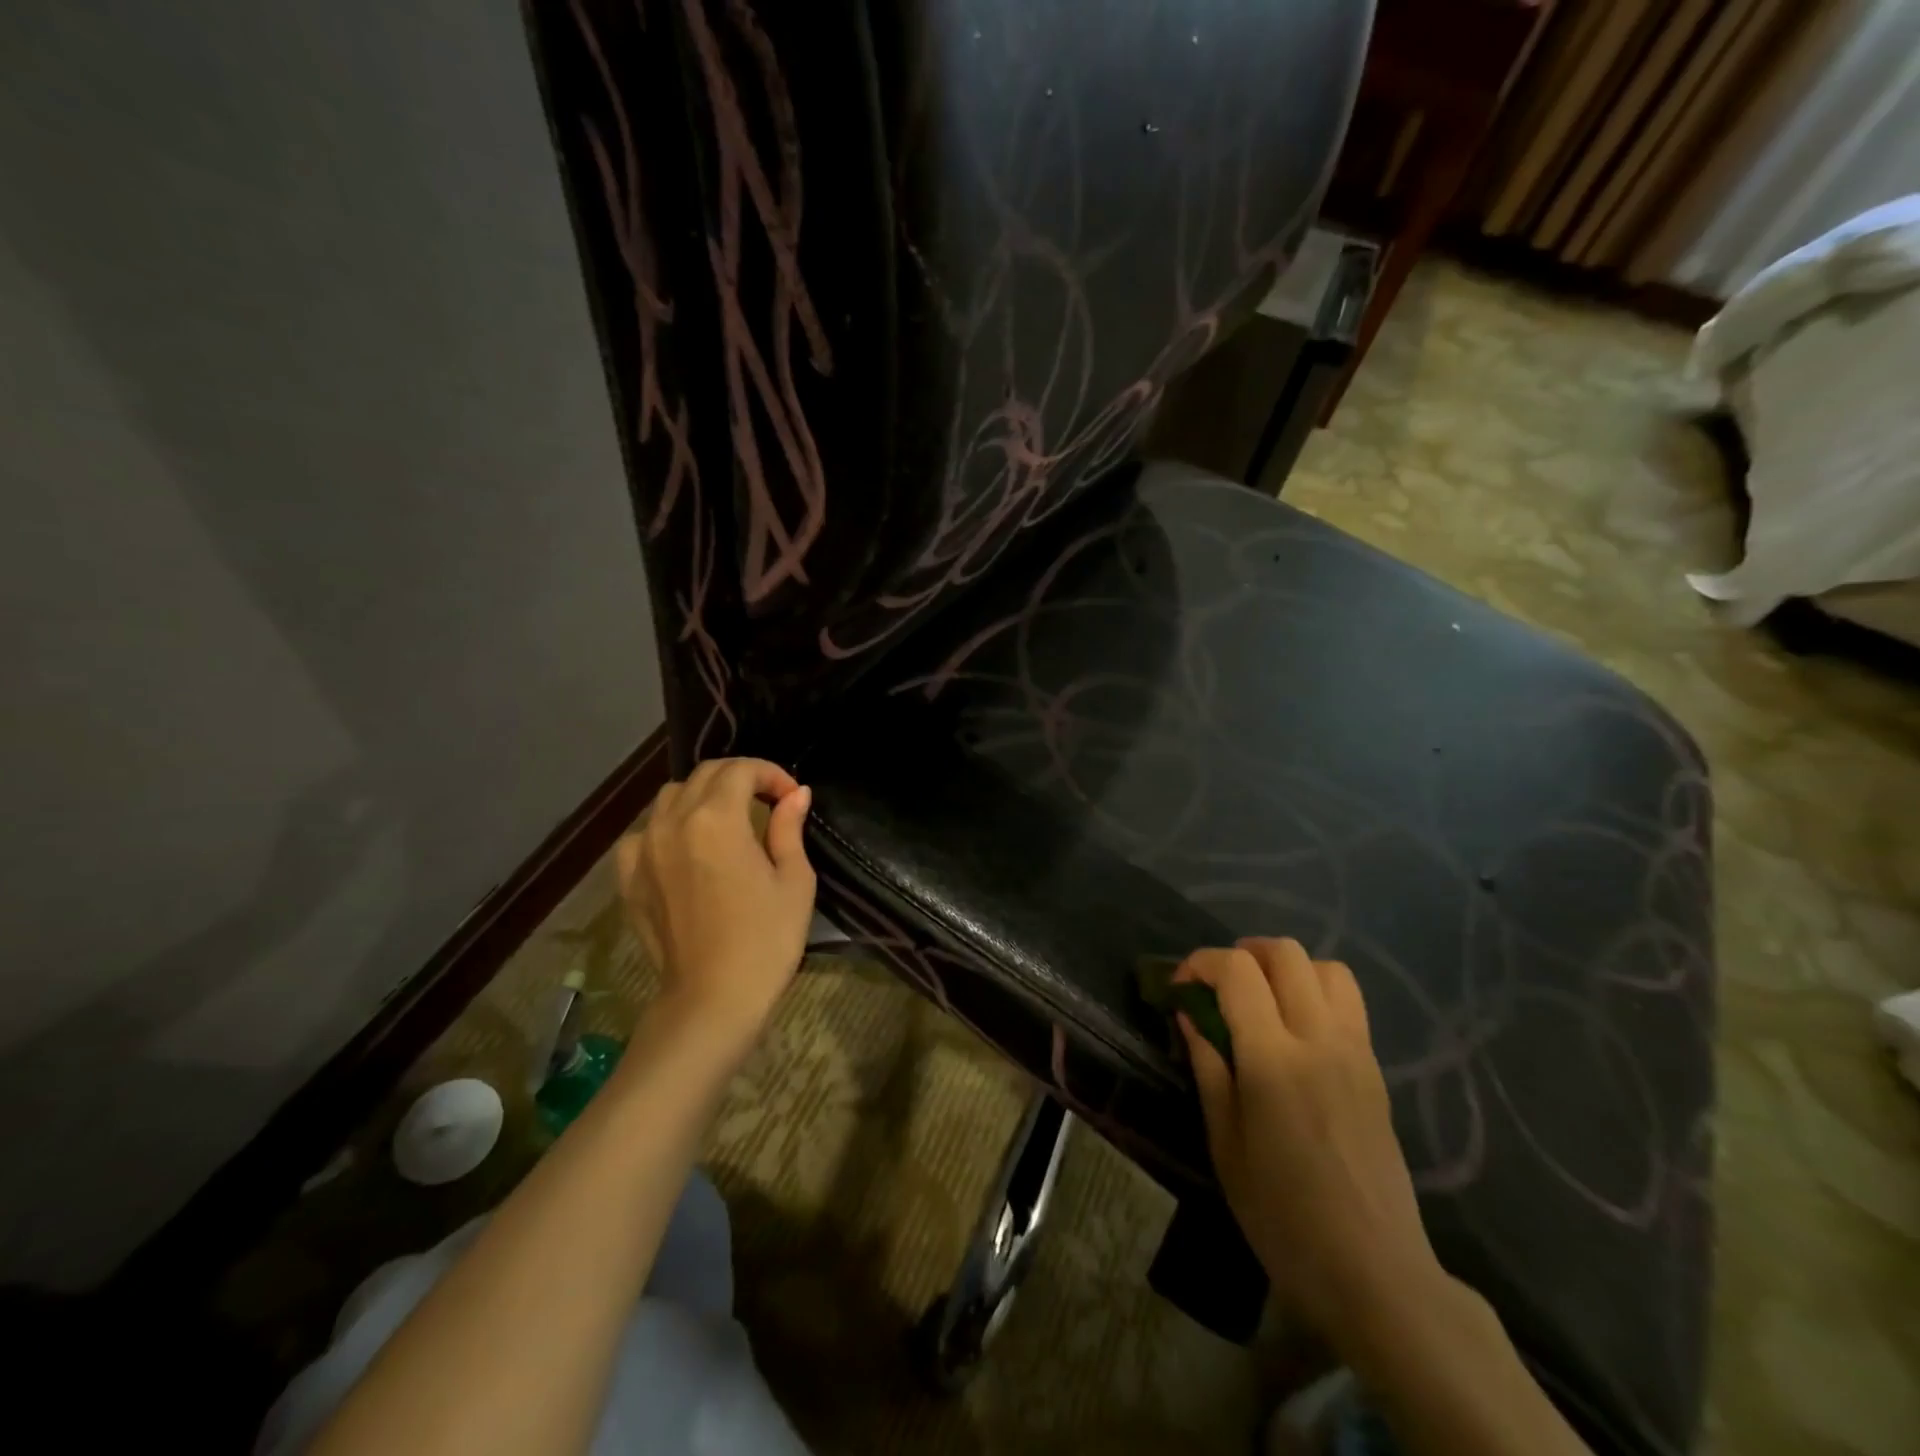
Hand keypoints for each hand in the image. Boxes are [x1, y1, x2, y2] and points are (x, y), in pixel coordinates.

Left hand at [615, 758, 815, 1056]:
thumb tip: (796, 794)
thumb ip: (789, 828)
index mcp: (717, 819)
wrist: (712, 1000)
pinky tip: (685, 847)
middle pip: (704, 775)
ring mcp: (644, 849)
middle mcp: (673, 822)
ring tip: (727, 819)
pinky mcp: (628, 877)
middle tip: (767, 801)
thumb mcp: (794, 880)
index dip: (771, 774)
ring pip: (670, 797)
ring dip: (702, 796)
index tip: (791, 797)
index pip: (741, 769)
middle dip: (740, 777)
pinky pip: (644, 832)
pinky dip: (667, 826)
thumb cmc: (765, 940)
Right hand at [1175, 937, 1444, 1343]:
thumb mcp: (1224, 1142)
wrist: (1374, 1271)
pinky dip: (1316, 991)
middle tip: (1218, 985)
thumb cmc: (1282, 1213)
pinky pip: (1349, 1001)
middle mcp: (1319, 1040)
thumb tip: (1189, 1015)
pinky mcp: (1375, 1069)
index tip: (1181, 987)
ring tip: (1261, 997)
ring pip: (1326, 967)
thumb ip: (1208, 1066)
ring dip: (1287, 968)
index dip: (1201, 963)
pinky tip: (1295, 1029)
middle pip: (1285, 953)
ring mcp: (1356, 1051)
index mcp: (1274, 1060)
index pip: (1237, 971)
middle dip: (1243, 953)